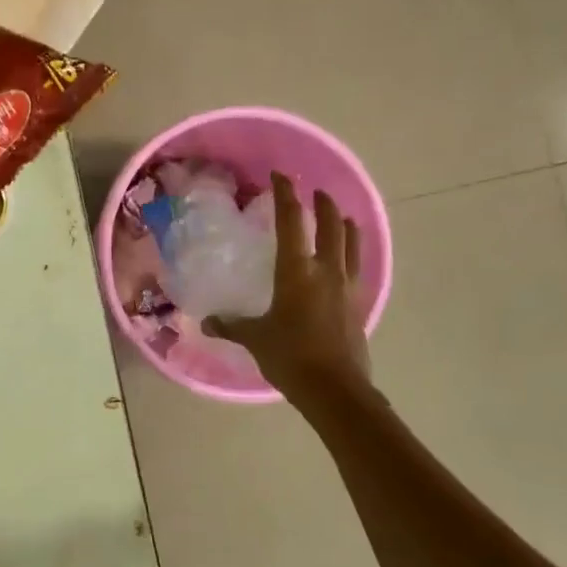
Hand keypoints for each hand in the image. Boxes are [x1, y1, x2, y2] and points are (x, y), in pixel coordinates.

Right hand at [205, 173, 371, 399]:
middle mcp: (326, 270)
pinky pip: (359, 268)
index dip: (286, 195)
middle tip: (316, 192)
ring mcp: (348, 287)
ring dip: (347, 225)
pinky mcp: (359, 305)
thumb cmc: (290, 356)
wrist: (335, 389)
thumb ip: (231, 325)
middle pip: (331, 225)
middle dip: (324, 204)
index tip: (281, 176)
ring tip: (343, 217)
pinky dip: (353, 254)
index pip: (292, 221)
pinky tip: (349, 261)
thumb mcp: (254, 338)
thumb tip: (207, 322)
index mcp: (297, 270)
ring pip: (352, 244)